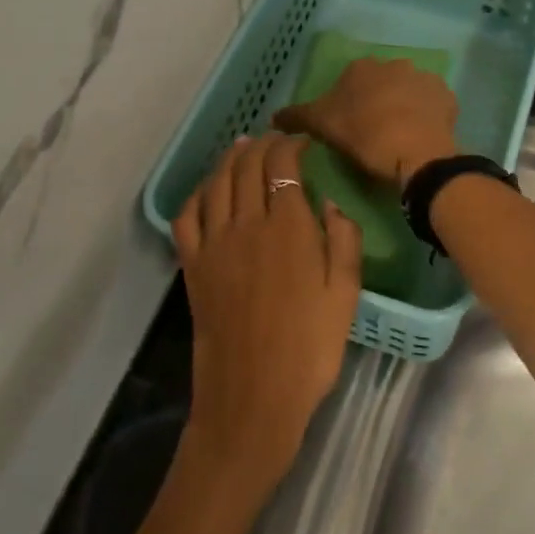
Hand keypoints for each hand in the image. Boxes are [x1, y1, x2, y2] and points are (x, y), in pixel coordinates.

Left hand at [173, 134, 362, 499]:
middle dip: (261, 144)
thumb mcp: (346, 293)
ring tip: (241, 148)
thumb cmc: (310, 346)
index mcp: (288, 226)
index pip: (282, 165)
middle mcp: (246, 223)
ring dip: (229, 159)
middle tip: (274, 140)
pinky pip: (188, 215)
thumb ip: (343, 240)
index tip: (302, 142)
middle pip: (247, 166)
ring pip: (216, 182)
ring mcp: (214, 243)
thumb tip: (329, 203)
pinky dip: (198, 192)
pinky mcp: (193, 265)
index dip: (290, 144)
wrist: (254, 393)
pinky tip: (208, 190)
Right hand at [274, 58, 458, 187]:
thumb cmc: (364, 135)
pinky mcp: (446, 96)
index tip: (348, 127)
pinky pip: (431, 104)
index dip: (347, 104)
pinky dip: (426, 115)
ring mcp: (423, 78)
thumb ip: (295, 117)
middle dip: (376, 101)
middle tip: (372, 132)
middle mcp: (393, 63)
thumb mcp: (322, 127)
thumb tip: (271, 117)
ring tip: (398, 135)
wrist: (416, 153)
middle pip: (379, 83)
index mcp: (361, 68)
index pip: (349, 82)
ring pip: (407, 91)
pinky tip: (420, 135)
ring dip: (403, 106)